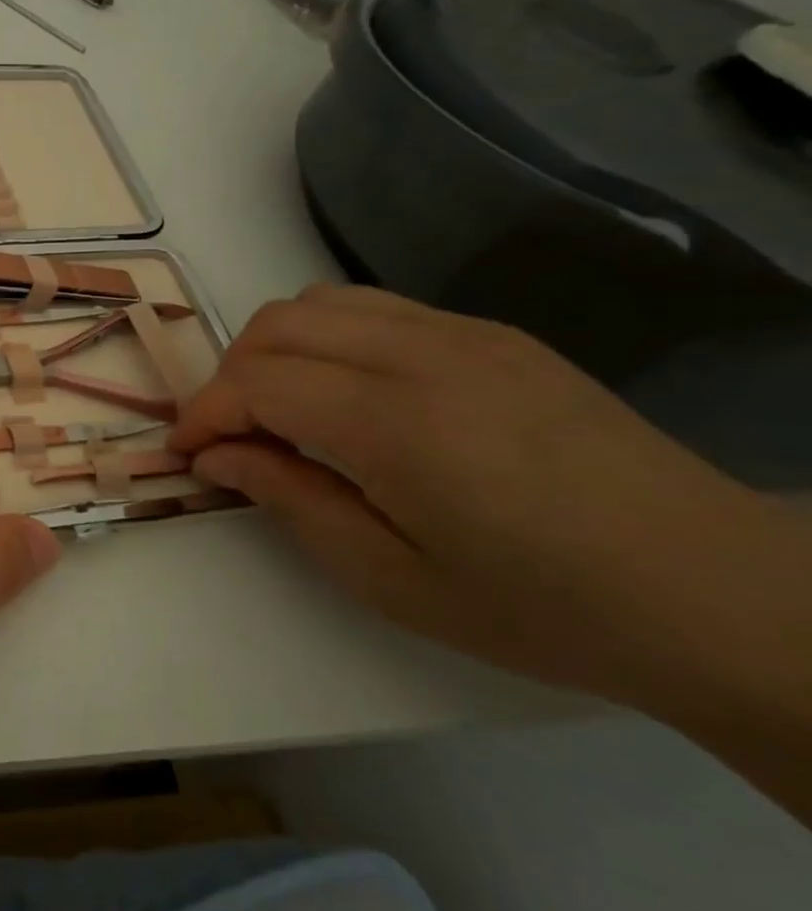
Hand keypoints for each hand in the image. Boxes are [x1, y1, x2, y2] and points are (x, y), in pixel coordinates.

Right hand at [168, 285, 806, 715]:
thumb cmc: (543, 607)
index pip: (255, 382)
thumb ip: (288, 500)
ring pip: (319, 302)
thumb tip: (216, 456)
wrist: (723, 598)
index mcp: (394, 422)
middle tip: (232, 436)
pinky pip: (375, 308)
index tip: (187, 452)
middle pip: (275, 326)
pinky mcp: (494, 335)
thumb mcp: (390, 577)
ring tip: (283, 409)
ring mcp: (464, 334)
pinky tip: (350, 396)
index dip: (204, 413)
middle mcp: (422, 354)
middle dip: (229, 376)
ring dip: (276, 349)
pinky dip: (330, 339)